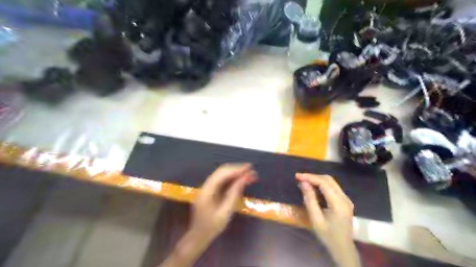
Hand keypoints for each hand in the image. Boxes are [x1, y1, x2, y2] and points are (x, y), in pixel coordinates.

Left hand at [190, 163, 256, 240]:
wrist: (198, 237)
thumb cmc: (212, 227)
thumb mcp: (225, 212)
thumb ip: (234, 193)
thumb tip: (244, 178)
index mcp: (207, 190)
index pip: (222, 174)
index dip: (236, 169)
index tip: (249, 168)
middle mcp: (206, 186)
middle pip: (221, 172)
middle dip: (236, 169)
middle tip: (250, 169)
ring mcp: (207, 188)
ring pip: (222, 175)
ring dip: (234, 173)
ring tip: (248, 173)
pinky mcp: (210, 192)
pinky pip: (221, 181)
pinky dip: (231, 179)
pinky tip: (240, 180)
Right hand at [296, 174, 358, 266]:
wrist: (343, 248)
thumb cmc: (327, 235)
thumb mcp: (315, 219)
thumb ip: (310, 200)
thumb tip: (303, 183)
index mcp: (338, 204)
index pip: (324, 183)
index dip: (310, 177)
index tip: (297, 176)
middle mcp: (345, 198)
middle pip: (328, 180)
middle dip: (313, 176)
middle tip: (299, 178)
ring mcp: (346, 199)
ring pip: (331, 182)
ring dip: (317, 179)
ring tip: (304, 181)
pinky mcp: (345, 201)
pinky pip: (333, 187)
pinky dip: (322, 184)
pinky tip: (313, 187)